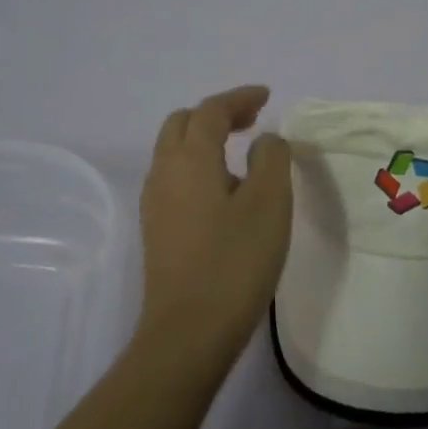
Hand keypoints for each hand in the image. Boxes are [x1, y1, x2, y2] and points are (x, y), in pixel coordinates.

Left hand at [137, 85, 292, 366]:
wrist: (189, 332)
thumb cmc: (235, 261)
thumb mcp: (269, 202)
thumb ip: (271, 158)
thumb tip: (264, 141)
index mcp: (190, 158)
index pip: (211, 110)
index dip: (240, 97)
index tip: (266, 96)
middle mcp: (164, 172)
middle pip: (183, 124)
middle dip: (217, 113)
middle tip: (252, 120)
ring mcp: (155, 203)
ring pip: (174, 151)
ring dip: (205, 139)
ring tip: (241, 151)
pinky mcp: (156, 230)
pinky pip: (175, 178)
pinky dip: (198, 164)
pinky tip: (223, 189)